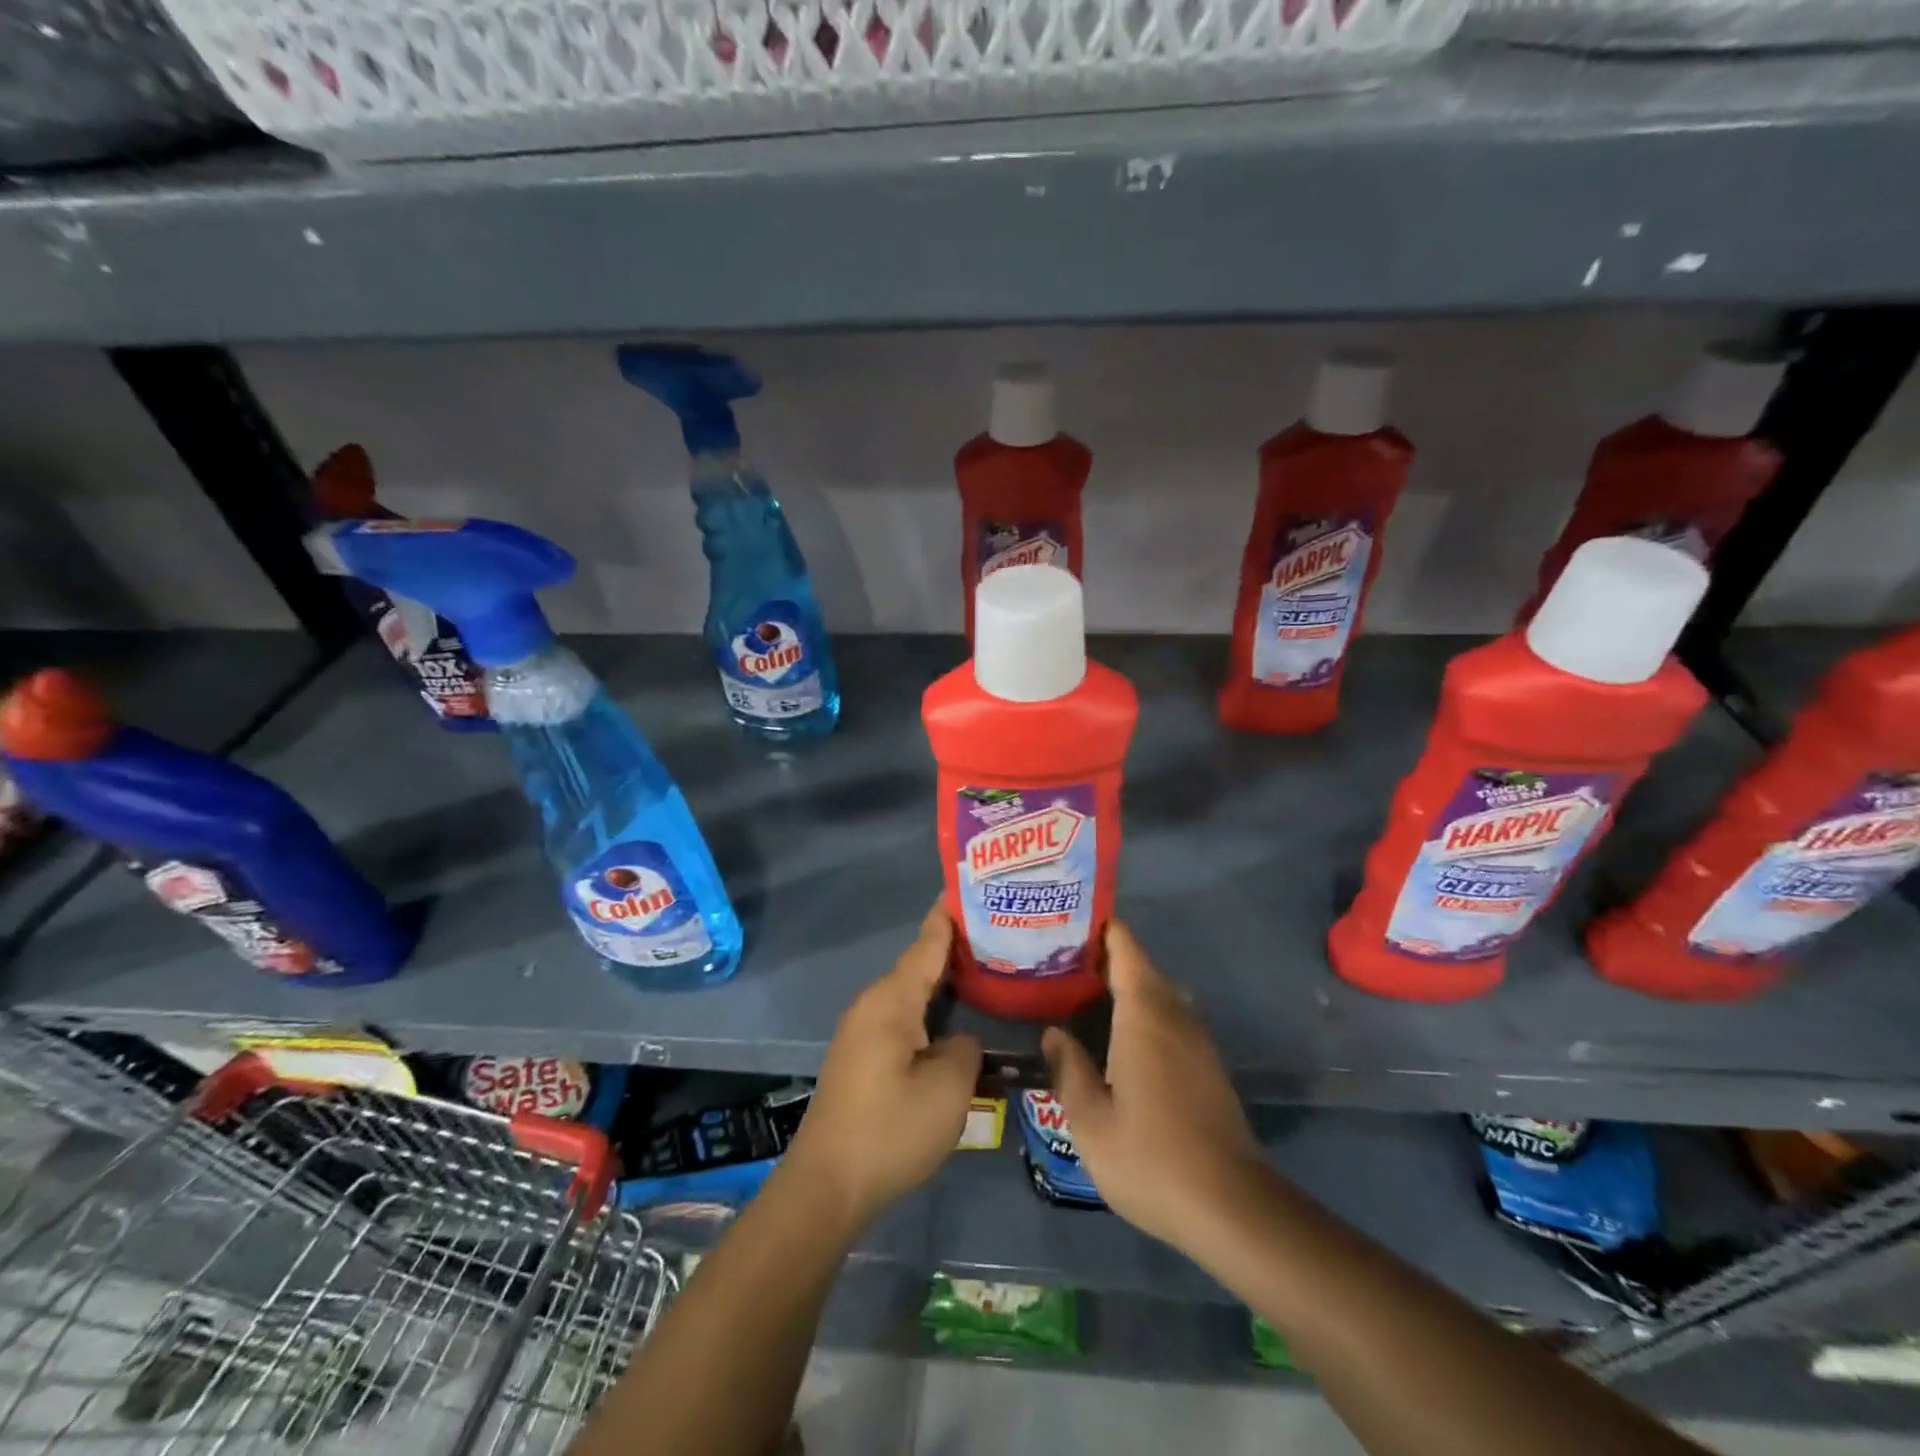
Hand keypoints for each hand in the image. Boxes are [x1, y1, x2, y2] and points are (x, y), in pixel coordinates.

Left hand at [786, 905, 981, 1229]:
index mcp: (892, 1000)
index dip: (949, 916)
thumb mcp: (947, 1089)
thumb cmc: (891, 1129)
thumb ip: (965, 1049)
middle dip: (956, 949)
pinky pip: (903, 1017)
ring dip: (944, 982)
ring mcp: (864, 1031)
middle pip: (920, 965)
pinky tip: (955, 1020)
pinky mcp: (863, 1057)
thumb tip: (959, 1040)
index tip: (970, 886)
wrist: (827, 1185)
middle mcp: (873, 1005)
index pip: (927, 944)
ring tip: (986, 972)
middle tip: (1000, 934)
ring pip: (912, 994)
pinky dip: (931, 1010)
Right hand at [1042, 921, 1267, 1252]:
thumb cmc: (1152, 1158)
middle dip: (1104, 958)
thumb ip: (1069, 1069)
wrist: (1232, 1208)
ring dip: (1124, 986)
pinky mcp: (1207, 1066)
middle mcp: (1175, 1015)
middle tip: (1059, 963)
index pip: (1126, 948)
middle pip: (1141, 967)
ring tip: (1081, 995)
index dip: (1100, 929)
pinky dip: (1142, 1012)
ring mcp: (1197, 1041)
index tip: (1067, 922)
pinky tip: (1116, 1038)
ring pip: (1158, 993)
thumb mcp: (1091, 1121)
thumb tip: (1055, 1033)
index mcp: (1145, 1014)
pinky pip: (1170, 1018)